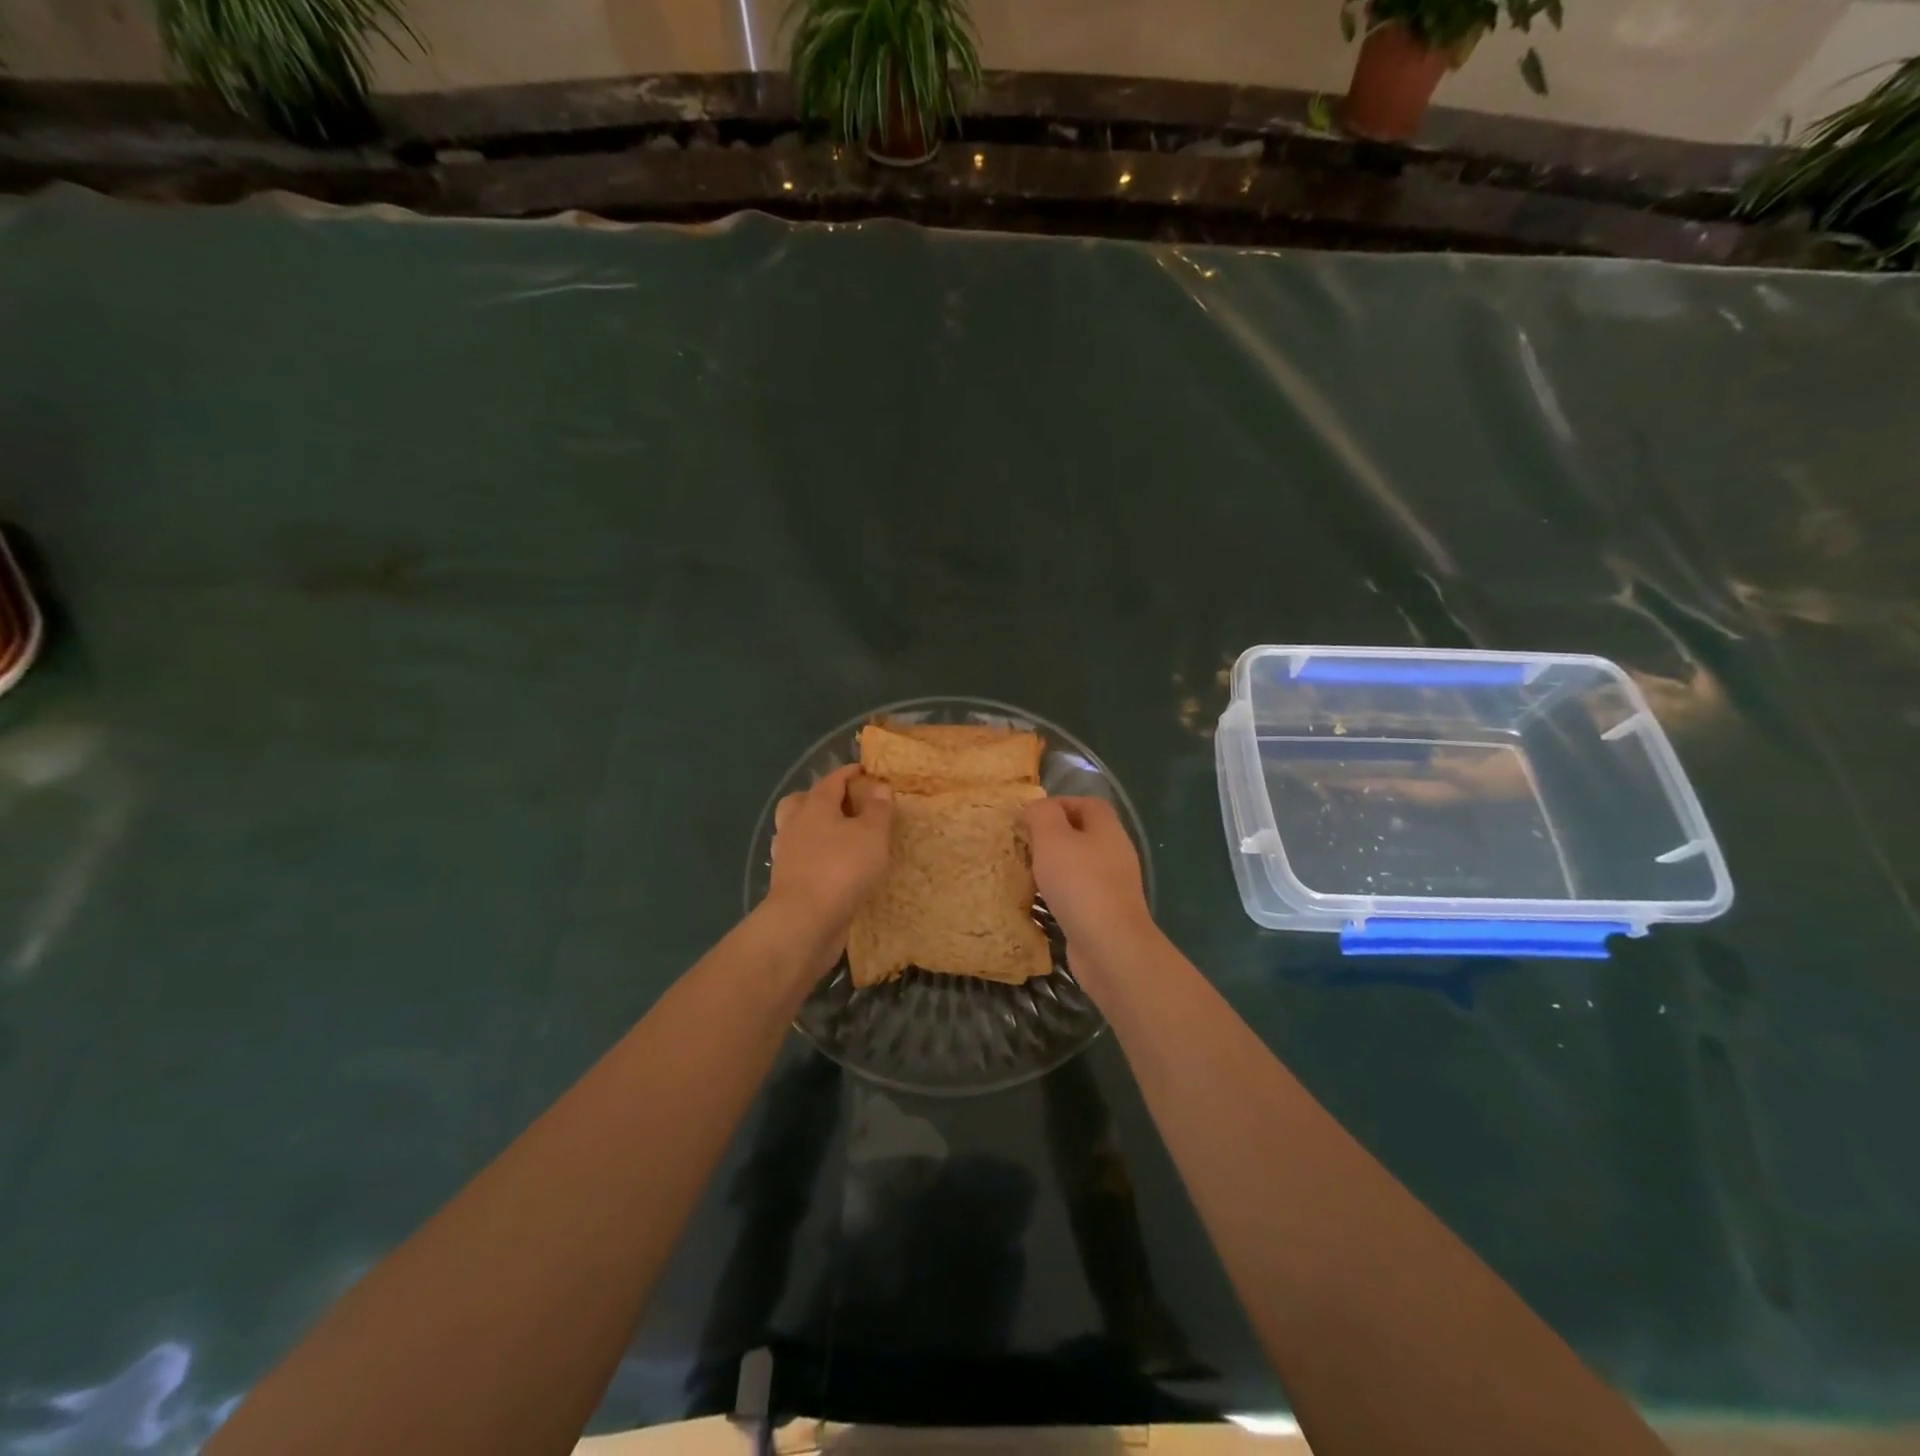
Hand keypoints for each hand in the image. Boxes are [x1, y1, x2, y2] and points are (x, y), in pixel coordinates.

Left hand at [764, 765, 893, 968]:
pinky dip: (817, 856)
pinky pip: (802, 858)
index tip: (868, 772)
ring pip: (798, 830)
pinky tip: (836, 866)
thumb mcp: (872, 834)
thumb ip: (878, 809)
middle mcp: (795, 824)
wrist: (805, 921)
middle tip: (846, 804)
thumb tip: (879, 786)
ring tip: (844, 837)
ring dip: (817, 828)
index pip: (832, 779)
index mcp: (814, 805)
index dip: (851, 773)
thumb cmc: (841, 869)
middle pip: (802, 800)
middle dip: (822, 798)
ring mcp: (787, 854)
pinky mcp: (789, 881)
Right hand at [1024, 797, 1157, 982]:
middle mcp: (1115, 852)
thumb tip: (1035, 809)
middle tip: (1024, 844)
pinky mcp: (1106, 912)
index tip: (1030, 817)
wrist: (1109, 946)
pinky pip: (1080, 892)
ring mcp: (1114, 885)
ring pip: (1081, 864)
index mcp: (1107, 829)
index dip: (1059, 803)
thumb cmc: (1079, 884)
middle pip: (1084, 833)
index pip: (1087, 803)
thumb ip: (1042, 815)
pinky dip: (1061, 892)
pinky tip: (1043, 901)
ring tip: (1028, 872)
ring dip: (1055, 865)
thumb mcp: (1052, 839)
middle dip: (1053, 835)